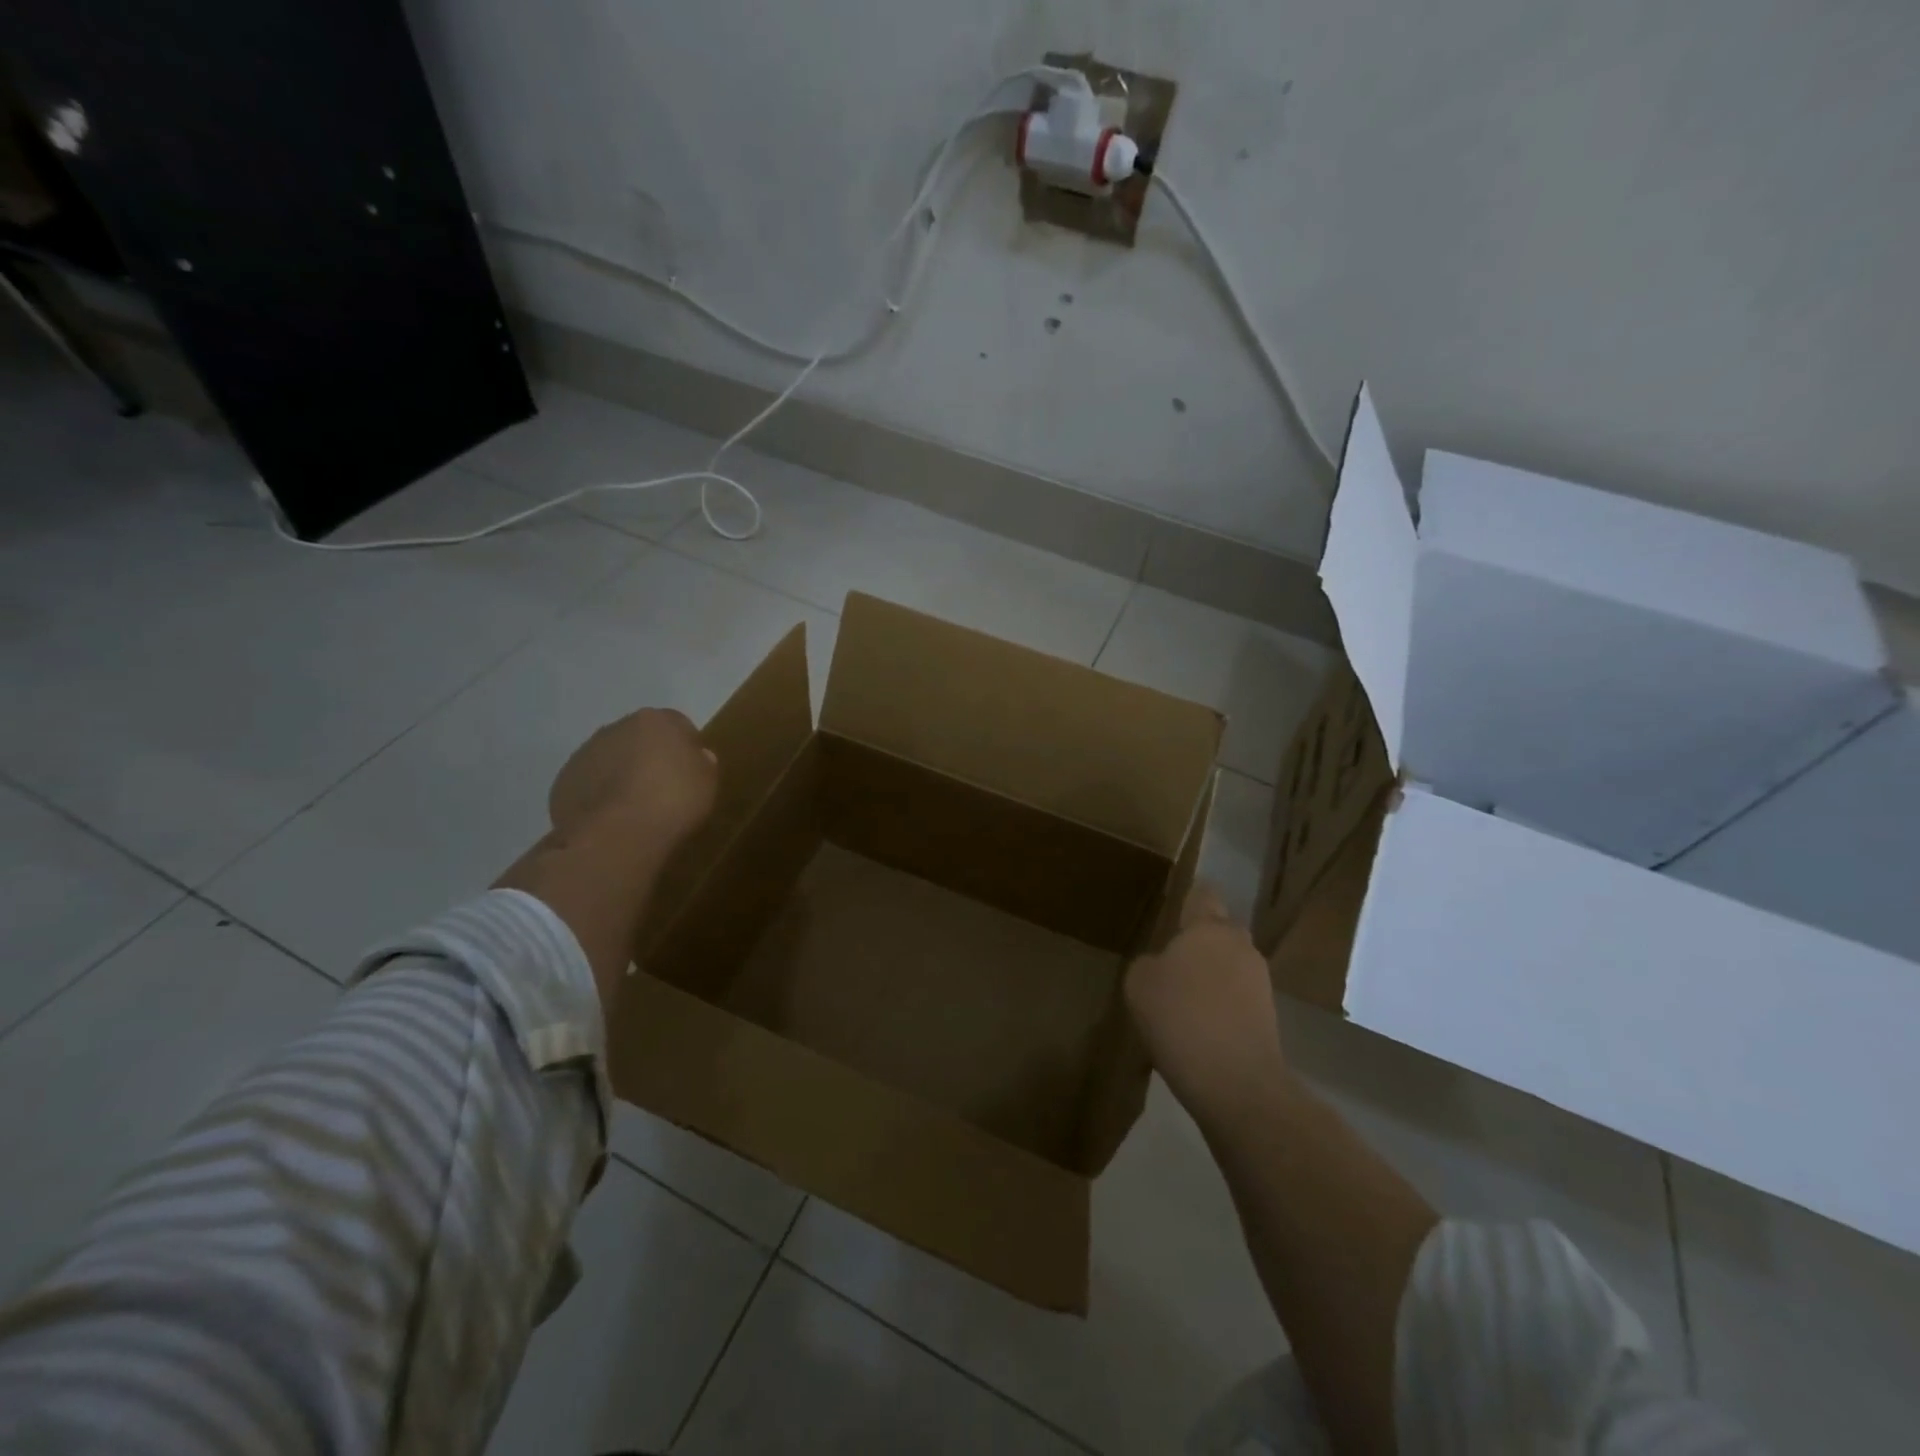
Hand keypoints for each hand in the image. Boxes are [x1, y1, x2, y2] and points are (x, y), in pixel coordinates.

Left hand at [547, 708, 718, 851]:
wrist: (618, 834)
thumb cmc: (674, 800)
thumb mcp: (707, 781)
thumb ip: (702, 762)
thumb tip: (695, 757)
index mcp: (654, 720)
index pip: (676, 724)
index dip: (685, 748)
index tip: (690, 772)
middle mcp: (616, 728)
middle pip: (638, 739)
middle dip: (648, 757)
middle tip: (662, 789)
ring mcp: (585, 754)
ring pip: (609, 760)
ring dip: (620, 775)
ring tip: (634, 809)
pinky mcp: (564, 782)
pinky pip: (589, 784)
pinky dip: (599, 796)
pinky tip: (612, 820)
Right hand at [1125, 884, 1292, 1122]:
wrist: (1236, 1082)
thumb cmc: (1180, 1017)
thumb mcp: (1139, 984)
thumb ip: (1149, 963)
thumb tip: (1162, 965)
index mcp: (1208, 928)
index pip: (1203, 895)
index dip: (1189, 899)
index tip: (1174, 909)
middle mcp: (1240, 945)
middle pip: (1219, 932)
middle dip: (1200, 943)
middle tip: (1171, 963)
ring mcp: (1260, 982)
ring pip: (1230, 966)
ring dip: (1212, 977)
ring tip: (1184, 1003)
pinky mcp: (1270, 1016)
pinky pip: (1238, 998)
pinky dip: (1222, 1006)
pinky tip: (1200, 1029)